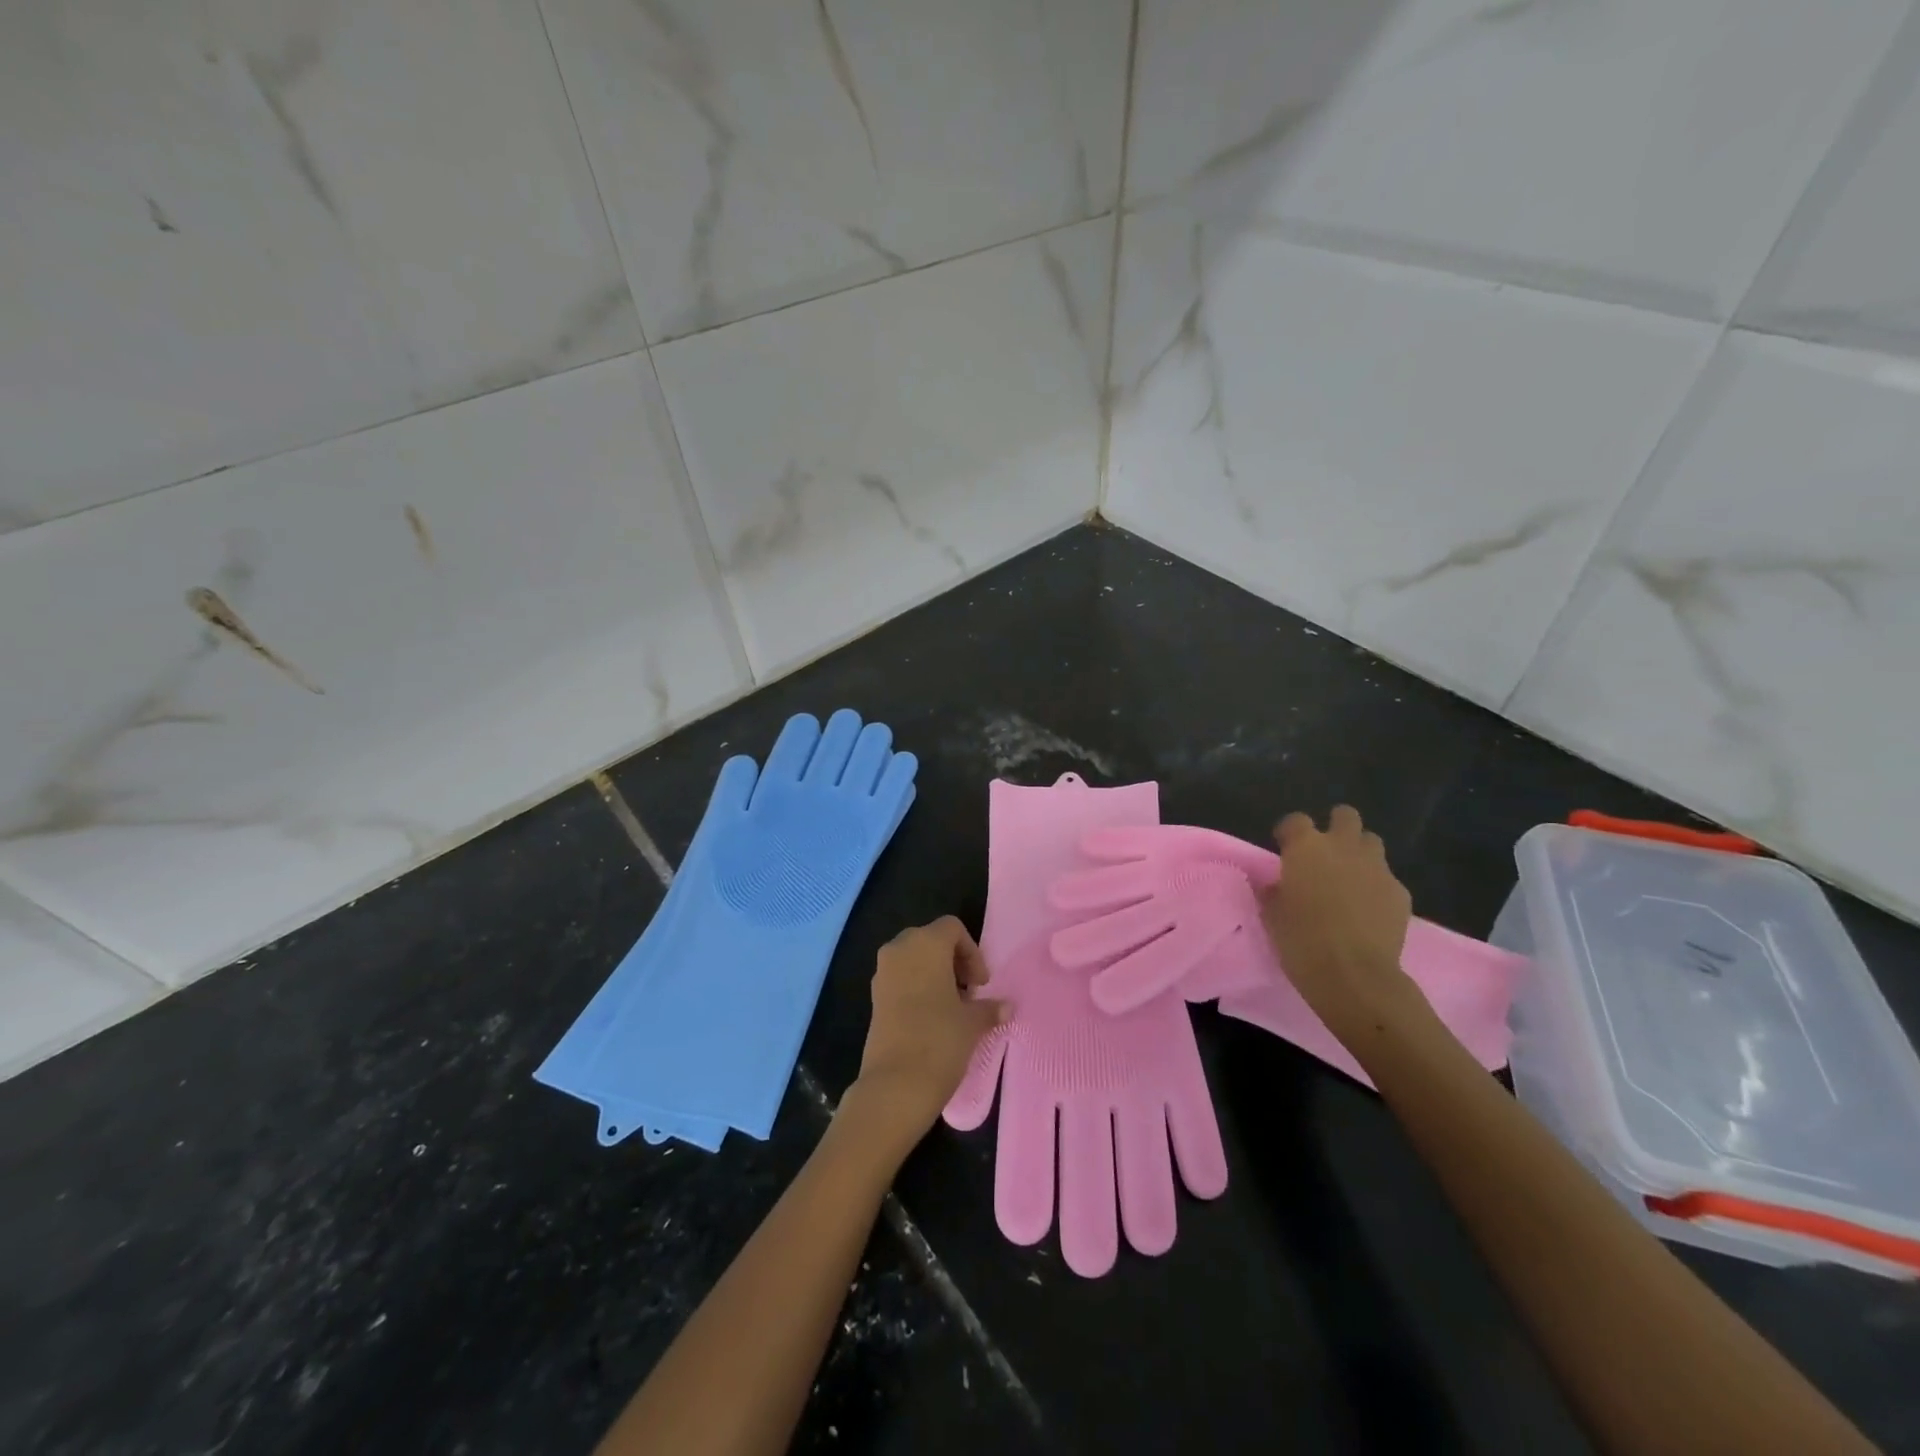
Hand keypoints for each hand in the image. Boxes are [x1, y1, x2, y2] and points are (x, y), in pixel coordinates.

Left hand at [847, 917, 1004, 1145]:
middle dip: (952, 960)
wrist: (895, 1085)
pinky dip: (917, 987)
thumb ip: (989, 1008)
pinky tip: (931, 1018)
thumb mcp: (972, 1023)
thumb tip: (1007, 1006)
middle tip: (968, 991)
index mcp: (925, 944)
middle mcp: (899, 949)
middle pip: (930, 939)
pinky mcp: (874, 997)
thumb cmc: (940, 1040)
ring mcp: (882, 972)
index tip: (980, 984)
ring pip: (913, 959)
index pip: (952, 928)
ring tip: (952, 1007)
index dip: (972, 952)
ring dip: (934, 974)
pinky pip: (900, 978)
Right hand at [1259, 807, 1416, 1037]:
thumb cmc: (1301, 940)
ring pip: (1371, 842)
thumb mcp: (1272, 914)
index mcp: (1306, 848)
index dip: (1289, 832)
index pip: (1295, 820)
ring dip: (1359, 852)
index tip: (1284, 847)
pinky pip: (1387, 878)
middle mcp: (1343, 847)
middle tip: (1325, 851)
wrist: (1354, 975)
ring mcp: (1377, 868)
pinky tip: (1368, 908)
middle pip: (1345, 816)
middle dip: (1336, 826)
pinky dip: (1376, 886)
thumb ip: (1275, 890)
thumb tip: (1278, 884)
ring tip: (1349, 876)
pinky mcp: (1400, 892)